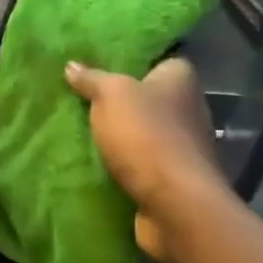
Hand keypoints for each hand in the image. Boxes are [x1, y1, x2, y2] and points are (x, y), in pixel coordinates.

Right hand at [65, 57, 223, 262]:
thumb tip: (72, 65)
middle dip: (122, 99)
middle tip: (83, 96)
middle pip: (149, 95)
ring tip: (83, 128)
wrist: (174, 203)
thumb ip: (92, 79)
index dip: (133, 60)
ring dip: (121, 133)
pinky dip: (125, 160)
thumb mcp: (111, 95)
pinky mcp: (174, 175)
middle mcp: (189, 107)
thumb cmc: (146, 135)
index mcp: (180, 78)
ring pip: (145, 129)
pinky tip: (97, 160)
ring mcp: (184, 144)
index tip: (103, 64)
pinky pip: (143, 160)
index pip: (159, 58)